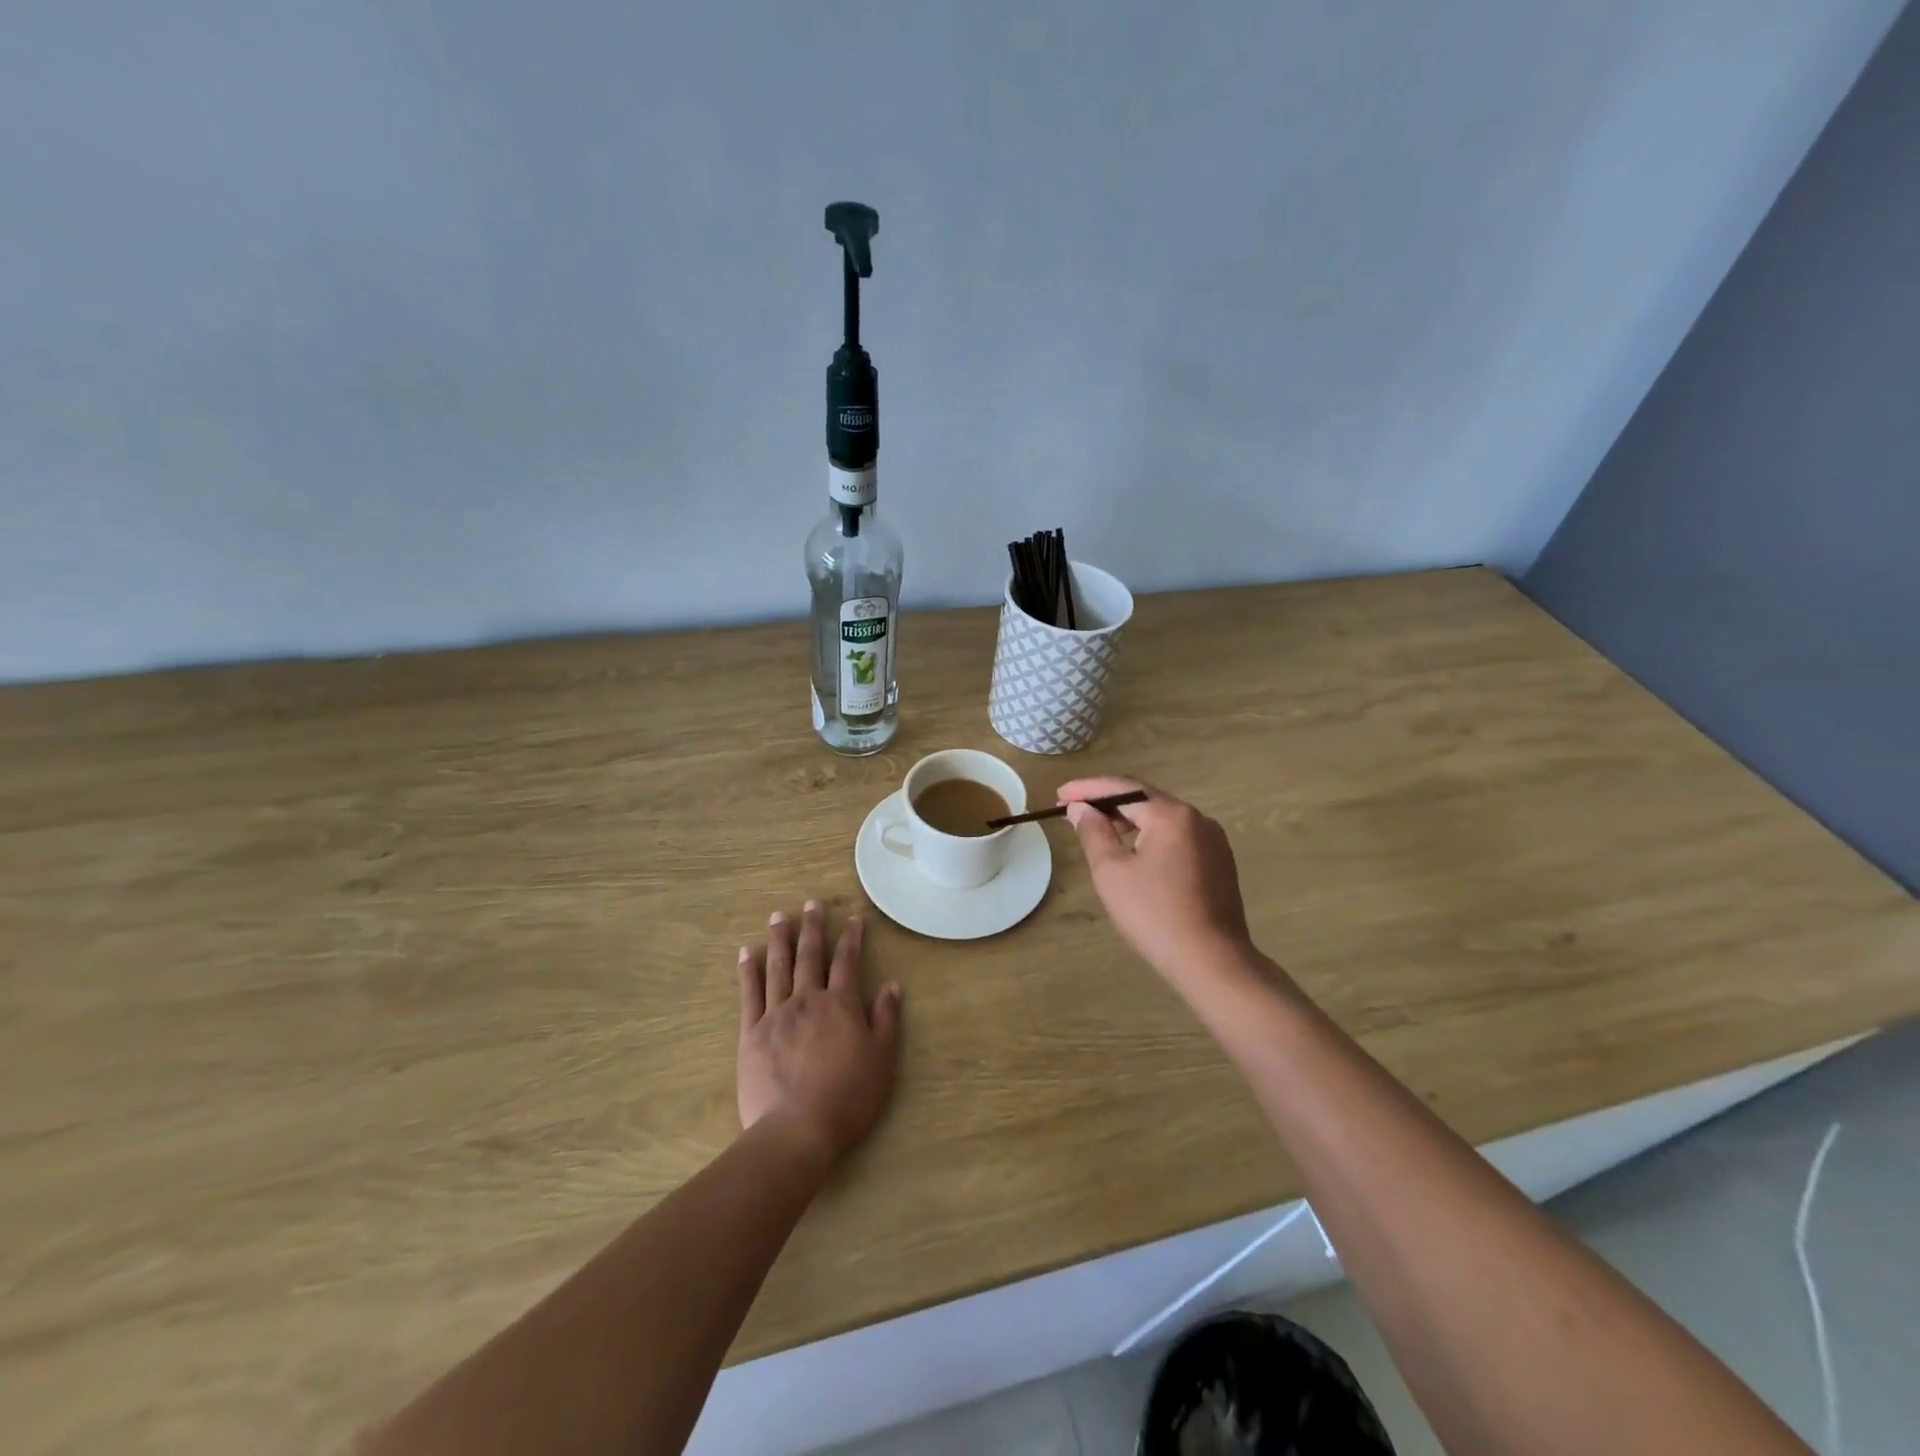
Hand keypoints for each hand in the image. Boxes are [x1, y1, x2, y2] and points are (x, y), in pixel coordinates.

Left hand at [737, 901, 901, 1164]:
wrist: (797, 1130)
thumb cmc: (848, 1097)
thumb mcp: (882, 1060)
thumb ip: (887, 1019)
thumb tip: (892, 985)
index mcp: (841, 1005)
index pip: (848, 961)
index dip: (852, 938)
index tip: (853, 918)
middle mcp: (808, 1000)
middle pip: (810, 956)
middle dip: (813, 927)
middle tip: (812, 903)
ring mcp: (776, 1014)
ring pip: (778, 967)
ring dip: (779, 939)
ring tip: (779, 916)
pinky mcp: (751, 1033)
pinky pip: (749, 994)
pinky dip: (748, 971)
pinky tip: (745, 953)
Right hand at [1058, 776, 1253, 981]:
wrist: (1212, 962)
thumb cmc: (1154, 914)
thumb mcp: (1112, 871)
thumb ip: (1093, 832)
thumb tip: (1081, 809)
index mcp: (1171, 815)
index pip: (1123, 789)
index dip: (1087, 789)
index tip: (1059, 795)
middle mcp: (1197, 819)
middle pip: (1145, 800)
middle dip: (1107, 803)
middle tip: (1074, 811)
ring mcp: (1213, 841)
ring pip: (1162, 820)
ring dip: (1128, 821)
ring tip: (1099, 831)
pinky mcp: (1219, 863)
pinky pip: (1177, 838)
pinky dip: (1150, 837)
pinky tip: (1134, 853)